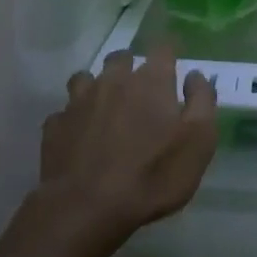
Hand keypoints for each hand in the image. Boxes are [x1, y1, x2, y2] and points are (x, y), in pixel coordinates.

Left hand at [40, 46, 217, 245]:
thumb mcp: (198, 142)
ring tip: (105, 108)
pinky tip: (79, 136)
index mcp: (151, 81)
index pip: (163, 47)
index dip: (169, 51)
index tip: (174, 62)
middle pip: (121, 58)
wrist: (86, 208)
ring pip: (87, 78)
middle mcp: (114, 80)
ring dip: (98, 87)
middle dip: (131, 66)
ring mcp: (80, 101)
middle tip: (140, 90)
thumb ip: (202, 101)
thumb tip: (195, 75)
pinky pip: (64, 112)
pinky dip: (73, 119)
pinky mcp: (55, 126)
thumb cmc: (153, 175)